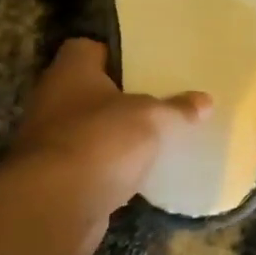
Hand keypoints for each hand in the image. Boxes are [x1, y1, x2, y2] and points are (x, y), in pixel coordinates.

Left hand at [5, 38, 210, 227]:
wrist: (55, 206)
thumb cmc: (101, 140)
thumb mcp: (151, 118)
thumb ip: (177, 109)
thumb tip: (205, 100)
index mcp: (70, 71)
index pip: (87, 49)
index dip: (114, 55)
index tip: (144, 66)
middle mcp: (52, 100)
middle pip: (89, 91)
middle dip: (119, 98)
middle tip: (157, 101)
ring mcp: (50, 141)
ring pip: (89, 130)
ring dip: (113, 136)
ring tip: (153, 138)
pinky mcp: (55, 179)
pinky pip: (89, 165)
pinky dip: (108, 169)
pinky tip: (137, 175)